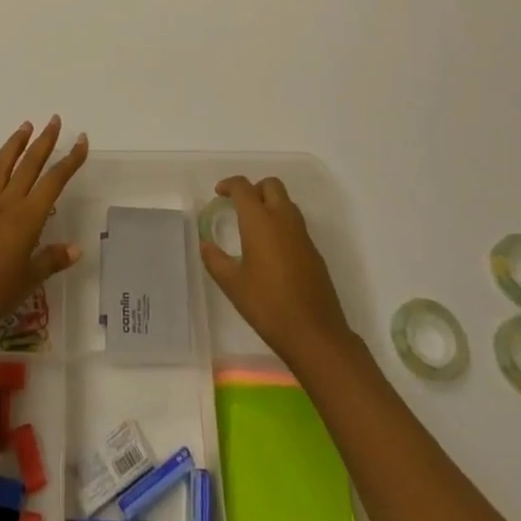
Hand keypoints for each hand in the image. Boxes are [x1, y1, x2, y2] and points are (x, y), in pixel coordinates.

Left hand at [0, 117, 89, 324]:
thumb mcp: (29, 280)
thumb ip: (51, 260)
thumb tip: (77, 248)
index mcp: (27, 218)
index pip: (54, 181)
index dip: (70, 160)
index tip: (81, 140)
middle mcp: (6, 203)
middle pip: (29, 166)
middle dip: (44, 142)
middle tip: (54, 120)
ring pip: (1, 168)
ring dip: (14, 145)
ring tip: (25, 126)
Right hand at [200, 175, 353, 369]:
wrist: (315, 335)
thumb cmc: (268, 306)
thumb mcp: (233, 285)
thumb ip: (215, 260)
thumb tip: (205, 244)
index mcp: (260, 221)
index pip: (243, 187)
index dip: (229, 184)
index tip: (219, 193)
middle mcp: (283, 219)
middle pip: (271, 185)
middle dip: (254, 189)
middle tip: (239, 206)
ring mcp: (302, 235)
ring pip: (286, 202)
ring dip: (270, 204)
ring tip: (254, 227)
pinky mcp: (314, 252)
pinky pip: (296, 224)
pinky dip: (282, 224)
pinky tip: (272, 251)